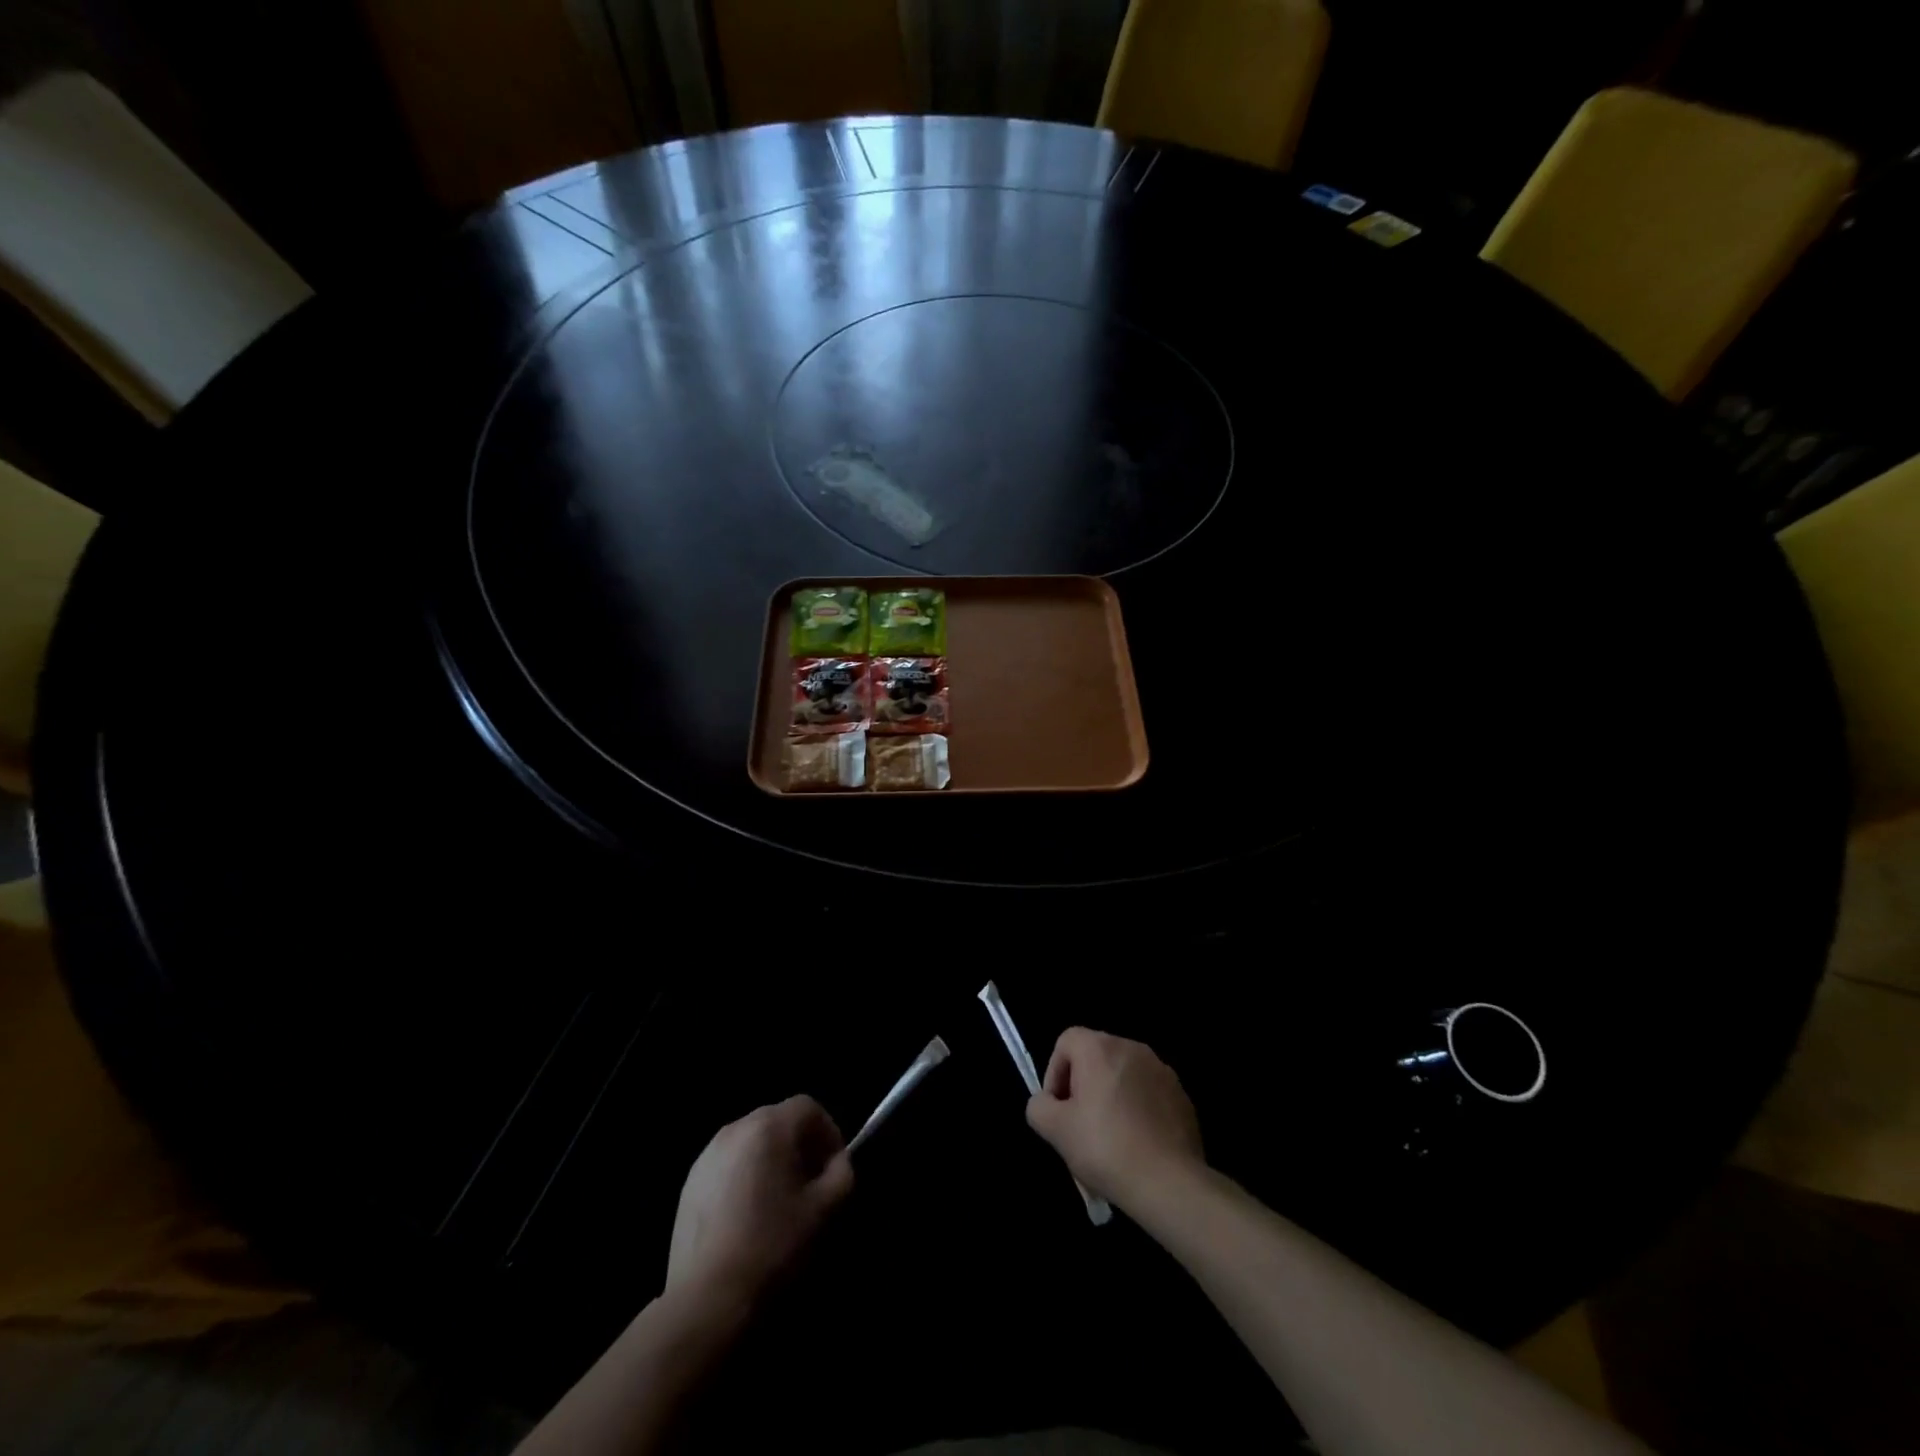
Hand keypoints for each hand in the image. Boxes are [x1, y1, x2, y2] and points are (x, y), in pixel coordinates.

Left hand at [666, 1095, 852, 1304]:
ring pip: (752, 1142)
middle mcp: (736, 1128)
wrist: (707, 1299)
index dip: (828, 1132)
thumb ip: (841, 1173)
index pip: (808, 1107)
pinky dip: (744, 1177)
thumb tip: (837, 1162)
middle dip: (800, 1145)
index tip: (833, 1167)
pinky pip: (729, 1164)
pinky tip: (747, 1218)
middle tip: (810, 1184)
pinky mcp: (689, 1182)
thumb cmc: (772, 1246)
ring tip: (778, 1202)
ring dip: (771, 1160)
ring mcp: (707, 1155)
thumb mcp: (824, 1210)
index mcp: (769, 1127)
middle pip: (779, 1120)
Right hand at [1025, 1028, 1203, 1207]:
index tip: (1057, 1108)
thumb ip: (1039, 1106)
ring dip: (1111, 1098)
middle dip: (1083, 1087)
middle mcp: (1132, 1048)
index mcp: (1100, 1048)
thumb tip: (1047, 1103)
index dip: (1054, 1073)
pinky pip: (1149, 1095)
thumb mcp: (1055, 1130)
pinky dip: (1138, 1111)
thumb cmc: (1105, 1148)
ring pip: (1123, 1077)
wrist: (1170, 1183)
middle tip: (1079, 1125)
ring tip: (1109, 1139)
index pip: (1066, 1042)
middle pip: (1096, 1057)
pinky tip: (1137, 1145)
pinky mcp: (1182, 1096)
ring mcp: (1161, 1070)